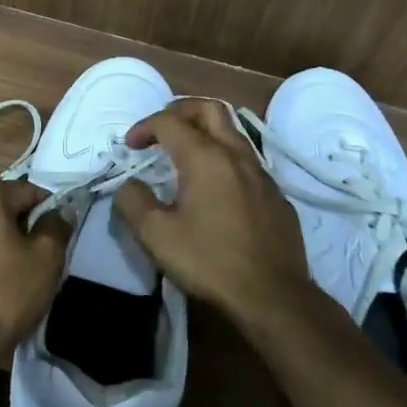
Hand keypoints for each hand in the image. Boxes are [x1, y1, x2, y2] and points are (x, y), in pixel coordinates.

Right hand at [113, 98, 311, 324]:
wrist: (274, 298)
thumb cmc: (210, 262)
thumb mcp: (156, 236)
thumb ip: (133, 202)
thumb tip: (130, 185)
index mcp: (205, 157)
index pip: (169, 122)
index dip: (144, 127)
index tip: (130, 146)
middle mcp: (235, 154)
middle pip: (209, 108)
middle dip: (180, 110)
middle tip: (161, 129)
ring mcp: (261, 173)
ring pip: (232, 132)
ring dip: (205, 131)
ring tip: (185, 153)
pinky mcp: (276, 195)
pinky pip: (247, 160)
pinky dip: (224, 158)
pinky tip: (216, 187)